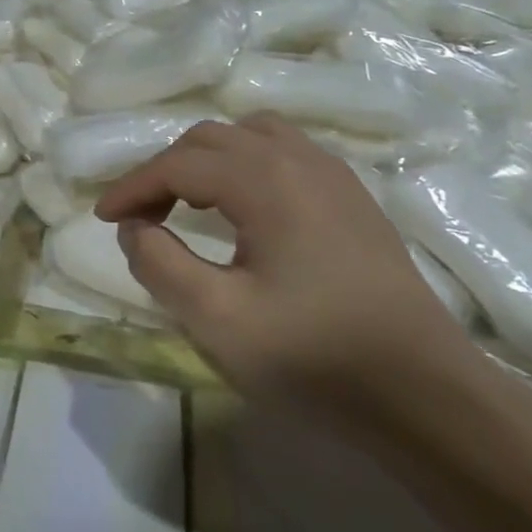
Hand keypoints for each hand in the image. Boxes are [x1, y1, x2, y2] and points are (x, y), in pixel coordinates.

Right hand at [94, 115, 472, 405]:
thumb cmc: (316, 357)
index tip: (104, 218)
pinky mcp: (353, 198)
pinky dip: (245, 164)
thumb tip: (135, 228)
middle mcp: (299, 160)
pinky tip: (244, 207)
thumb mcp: (217, 319)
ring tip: (187, 202)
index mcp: (265, 181)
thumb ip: (160, 264)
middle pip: (211, 139)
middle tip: (141, 216)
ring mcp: (334, 175)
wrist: (427, 395)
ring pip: (250, 136)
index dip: (133, 187)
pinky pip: (284, 152)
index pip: (178, 164)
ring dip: (206, 160)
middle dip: (165, 170)